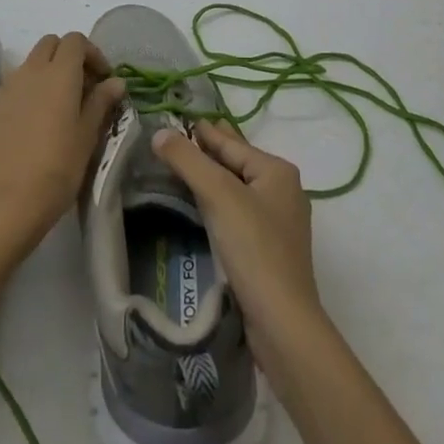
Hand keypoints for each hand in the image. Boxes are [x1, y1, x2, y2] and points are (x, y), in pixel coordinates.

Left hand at [0, 33, 125, 257]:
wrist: (4, 204)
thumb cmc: (56, 169)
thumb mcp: (87, 136)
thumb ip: (100, 102)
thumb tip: (115, 81)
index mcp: (59, 73)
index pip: (75, 40)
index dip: (92, 53)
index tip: (103, 79)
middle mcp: (30, 71)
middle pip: (50, 44)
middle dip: (68, 56)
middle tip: (83, 86)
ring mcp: (7, 88)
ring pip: (30, 63)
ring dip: (47, 72)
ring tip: (59, 105)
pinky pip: (14, 85)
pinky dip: (29, 90)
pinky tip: (35, 122)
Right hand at [151, 121, 322, 373]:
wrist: (282, 323)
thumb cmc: (254, 248)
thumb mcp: (218, 195)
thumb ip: (188, 160)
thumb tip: (159, 133)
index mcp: (277, 171)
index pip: (232, 143)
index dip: (204, 132)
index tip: (180, 120)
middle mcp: (284, 191)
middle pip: (238, 163)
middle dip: (211, 151)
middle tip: (182, 137)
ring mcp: (280, 223)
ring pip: (238, 189)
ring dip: (213, 179)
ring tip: (187, 169)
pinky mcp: (270, 251)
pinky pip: (239, 213)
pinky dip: (220, 204)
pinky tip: (204, 209)